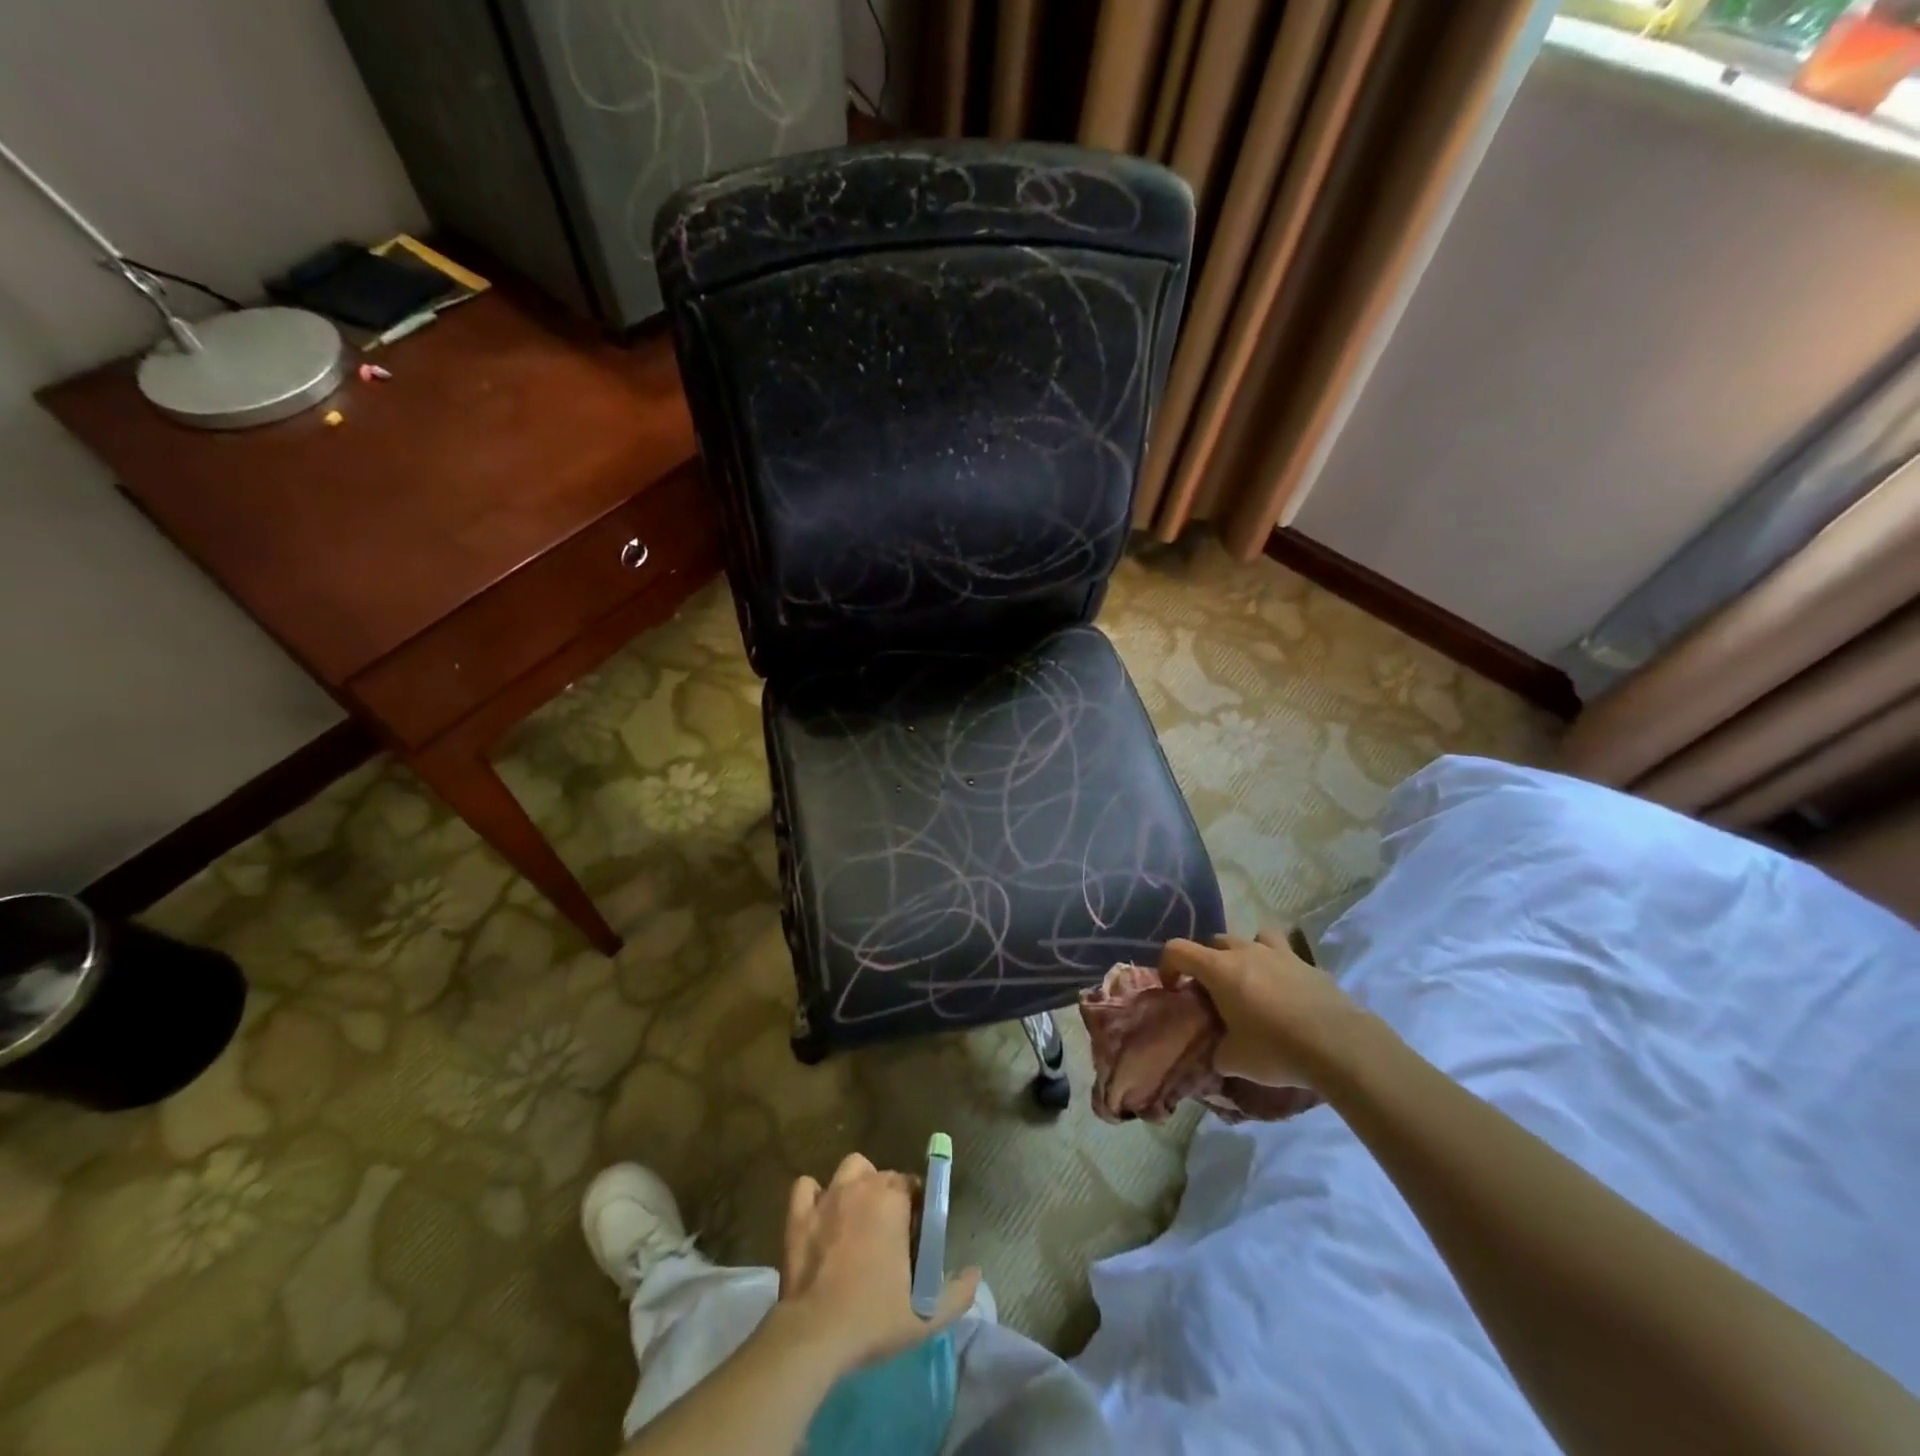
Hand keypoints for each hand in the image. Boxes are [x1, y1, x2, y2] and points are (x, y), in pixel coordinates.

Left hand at [777, 1153, 980, 1374]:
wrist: (816, 1334)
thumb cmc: (874, 1317)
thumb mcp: (927, 1314)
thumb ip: (958, 1292)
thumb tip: (976, 1274)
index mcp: (893, 1199)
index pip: (912, 1184)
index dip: (917, 1206)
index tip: (915, 1233)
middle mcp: (862, 1186)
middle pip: (883, 1176)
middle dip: (890, 1195)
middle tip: (890, 1232)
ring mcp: (827, 1197)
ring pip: (850, 1169)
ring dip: (857, 1183)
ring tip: (859, 1214)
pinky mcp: (799, 1214)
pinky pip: (807, 1187)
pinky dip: (814, 1195)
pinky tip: (821, 1214)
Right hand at [1159, 930, 1363, 1090]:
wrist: (1340, 1046)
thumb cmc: (1276, 1049)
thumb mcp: (1234, 1061)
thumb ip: (1217, 1052)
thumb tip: (1217, 1053)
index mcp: (1219, 969)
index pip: (1177, 949)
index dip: (1167, 966)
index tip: (1174, 989)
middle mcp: (1245, 951)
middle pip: (1214, 942)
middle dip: (1207, 963)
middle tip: (1214, 993)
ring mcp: (1279, 953)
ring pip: (1252, 938)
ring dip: (1245, 954)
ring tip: (1251, 981)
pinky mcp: (1309, 964)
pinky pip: (1285, 956)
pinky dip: (1278, 968)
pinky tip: (1286, 995)